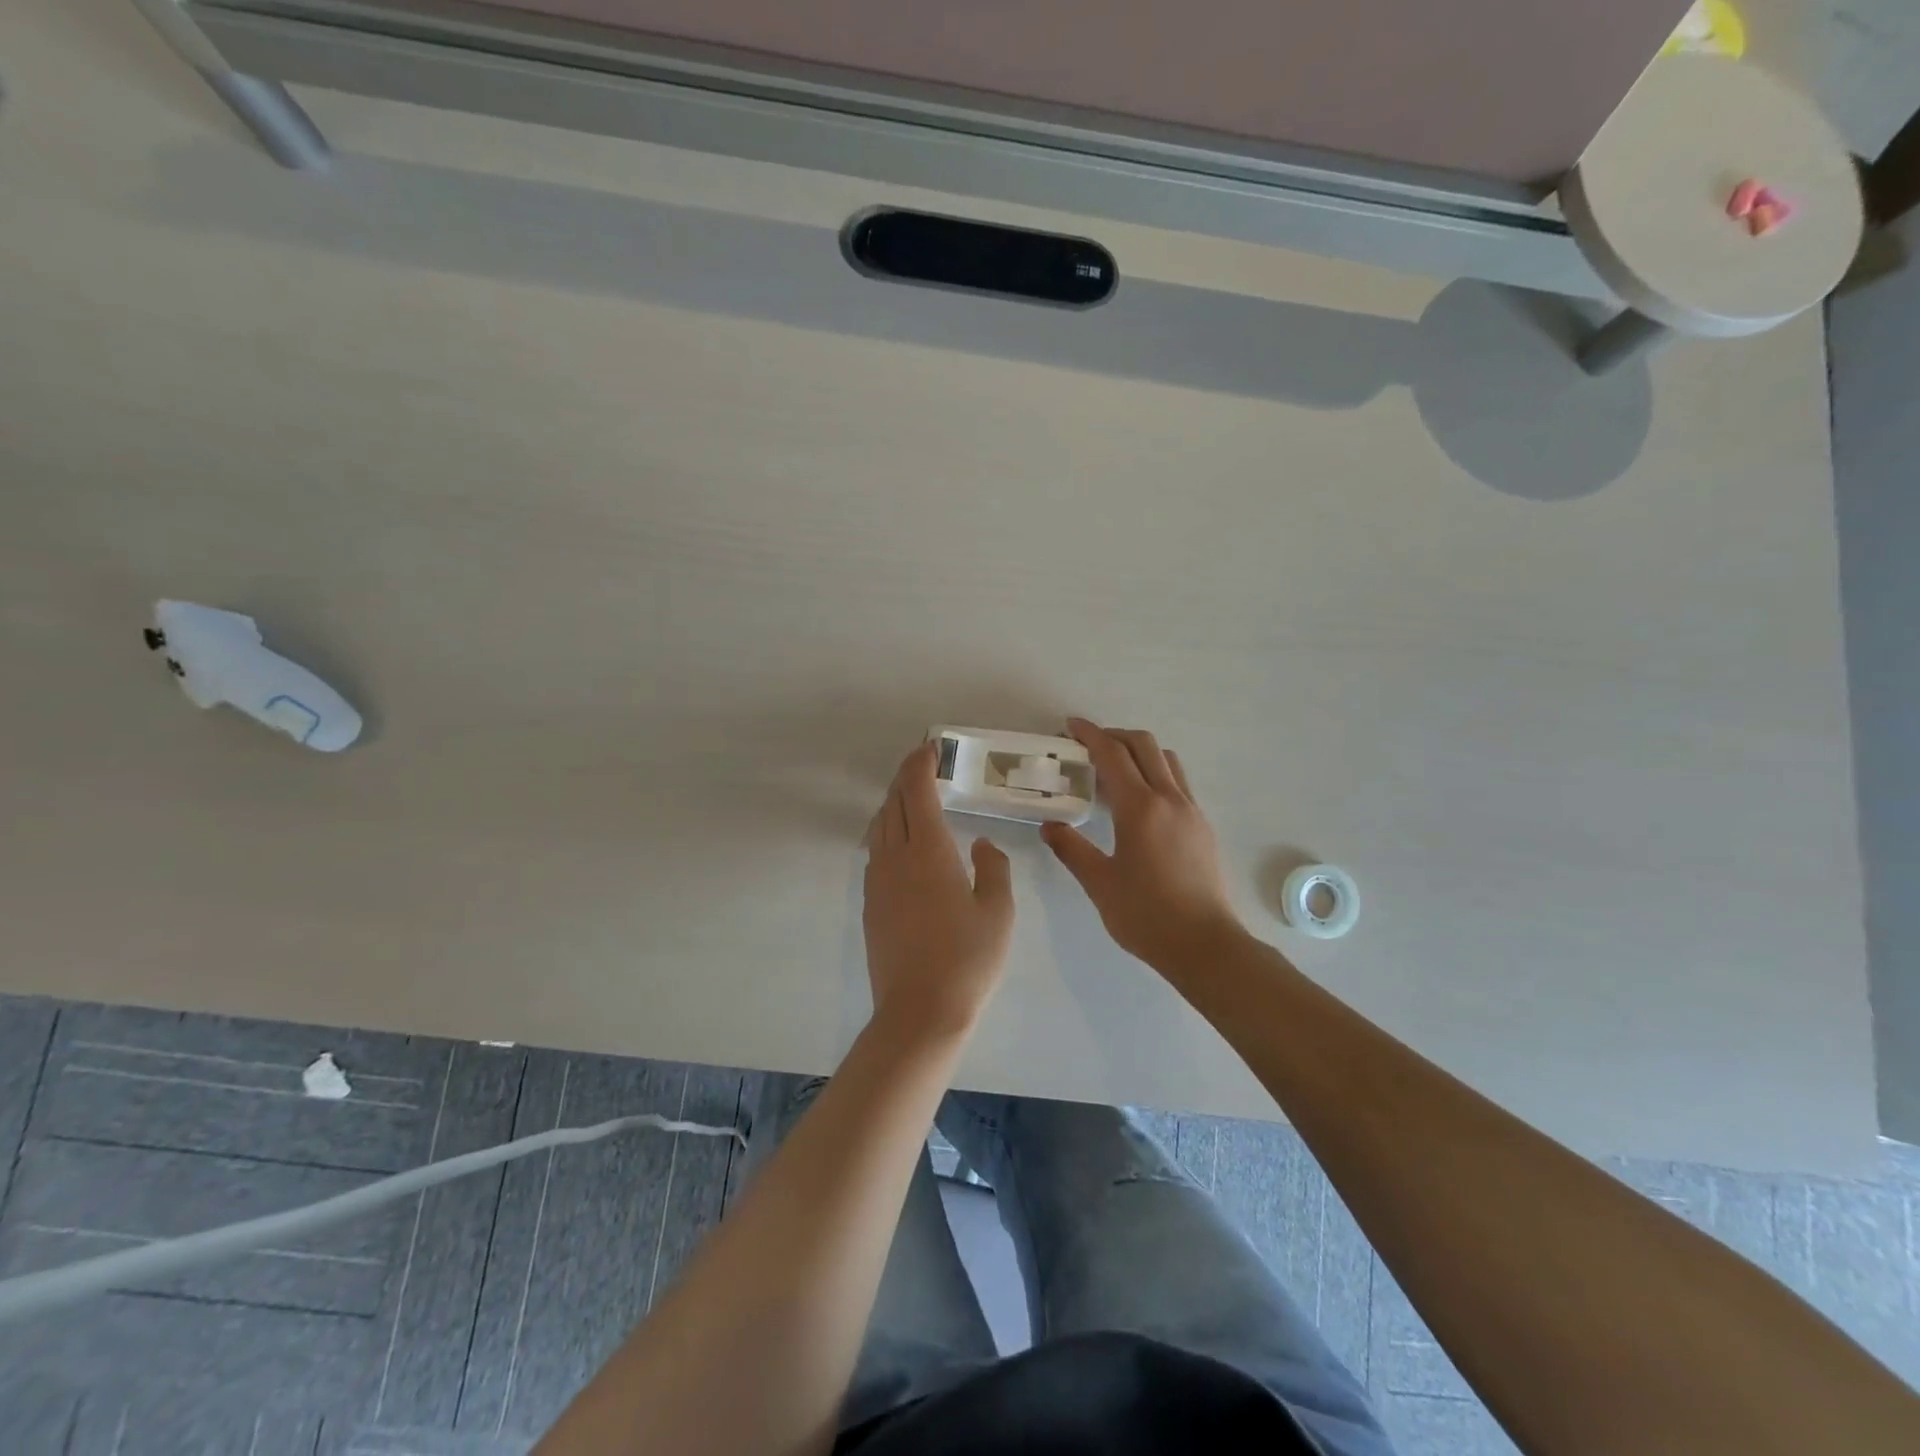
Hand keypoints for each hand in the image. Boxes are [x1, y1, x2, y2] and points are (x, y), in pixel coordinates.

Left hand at [863, 743, 1015, 1038]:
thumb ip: (994, 869)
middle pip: (892, 803)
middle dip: (906, 778)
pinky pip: (875, 851)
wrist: (920, 1012)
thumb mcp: (998, 912)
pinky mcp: (871, 904)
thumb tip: (981, 846)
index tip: (930, 748)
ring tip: (915, 800)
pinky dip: (887, 832)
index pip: (916, 792)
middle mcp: (896, 858)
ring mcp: (878, 881)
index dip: (920, 764)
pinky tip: (904, 845)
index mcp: (929, 852)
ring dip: (894, 804)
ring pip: (879, 827)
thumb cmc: (968, 959)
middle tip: (926, 767)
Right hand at [1041, 718, 1243, 970]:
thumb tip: (1050, 826)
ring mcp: (1191, 811)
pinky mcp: (1202, 827)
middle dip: (1115, 735)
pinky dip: (1156, 773)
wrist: (1205, 945)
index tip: (1071, 726)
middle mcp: (1170, 799)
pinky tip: (1139, 801)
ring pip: (1167, 761)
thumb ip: (1072, 849)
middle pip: (1144, 745)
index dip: (1090, 735)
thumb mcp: (1099, 883)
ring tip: (1114, 769)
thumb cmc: (1146, 915)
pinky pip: (1178, 782)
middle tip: (1089, 745)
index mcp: (1140, 808)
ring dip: (1139, 752)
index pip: (1112, 755)